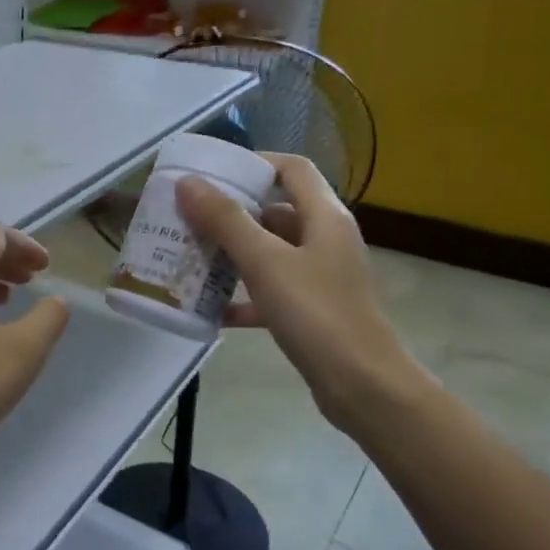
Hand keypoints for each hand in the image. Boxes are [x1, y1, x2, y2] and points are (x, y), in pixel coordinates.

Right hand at [176, 154, 422, 430]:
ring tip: (190, 257)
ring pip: (269, 253)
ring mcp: (320, 277)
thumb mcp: (265, 263)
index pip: (292, 169)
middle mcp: (326, 239)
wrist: (362, 386)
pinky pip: (269, 292)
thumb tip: (189, 183)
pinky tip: (209, 310)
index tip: (211, 174)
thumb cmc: (316, 314)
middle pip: (275, 210)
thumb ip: (226, 221)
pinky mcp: (311, 310)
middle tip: (188, 218)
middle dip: (231, 213)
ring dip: (232, 254)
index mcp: (324, 217)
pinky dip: (242, 297)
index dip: (253, 163)